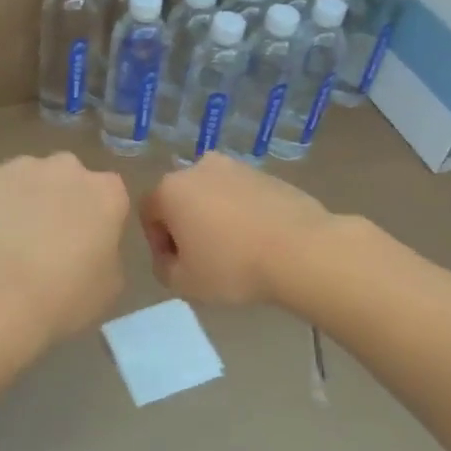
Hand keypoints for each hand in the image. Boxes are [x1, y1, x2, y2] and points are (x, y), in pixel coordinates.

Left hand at [0, 153, 129, 343]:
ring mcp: (19, 167)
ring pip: (26, 178)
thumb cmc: (62, 296)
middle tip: (47, 240)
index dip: (97, 218)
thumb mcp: (108, 286)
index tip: (87, 243)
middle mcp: (66, 168)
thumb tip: (92, 248)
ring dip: (23, 200)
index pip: (110, 194)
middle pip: (67, 177)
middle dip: (60, 200)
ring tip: (8, 242)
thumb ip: (106, 253)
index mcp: (106, 193)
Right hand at [139, 153, 337, 306]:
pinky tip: (258, 241)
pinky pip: (242, 196)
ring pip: (213, 195)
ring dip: (215, 218)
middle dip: (187, 226)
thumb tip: (170, 257)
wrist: (301, 250)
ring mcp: (236, 167)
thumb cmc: (232, 266)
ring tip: (235, 251)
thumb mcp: (183, 283)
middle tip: (204, 259)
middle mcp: (199, 168)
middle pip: (181, 199)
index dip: (158, 243)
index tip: (177, 267)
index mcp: (171, 188)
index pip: (149, 214)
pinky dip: (242, 214)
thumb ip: (163, 268)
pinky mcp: (266, 174)